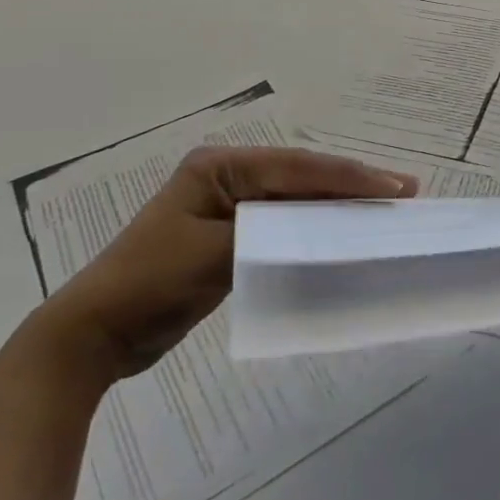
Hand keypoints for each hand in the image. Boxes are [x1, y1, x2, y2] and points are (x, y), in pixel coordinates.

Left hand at [31, 146, 414, 382]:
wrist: (94, 333)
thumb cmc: (151, 282)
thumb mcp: (215, 253)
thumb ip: (273, 233)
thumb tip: (330, 225)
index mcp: (221, 166)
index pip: (299, 168)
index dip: (350, 177)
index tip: (395, 188)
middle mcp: (229, 175)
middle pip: (304, 176)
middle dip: (354, 183)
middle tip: (405, 190)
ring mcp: (230, 204)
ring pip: (299, 198)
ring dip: (340, 203)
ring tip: (386, 206)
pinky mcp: (232, 233)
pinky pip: (286, 222)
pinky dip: (317, 225)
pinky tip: (345, 230)